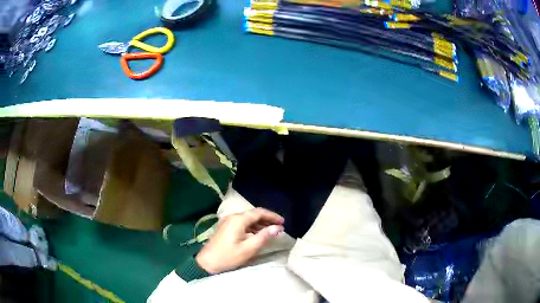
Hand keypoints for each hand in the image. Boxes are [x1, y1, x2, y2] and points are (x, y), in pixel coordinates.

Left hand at [196, 208, 284, 273]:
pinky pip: (242, 224)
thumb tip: (278, 228)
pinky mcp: (225, 228)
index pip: (259, 212)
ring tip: (271, 232)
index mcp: (238, 220)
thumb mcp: (248, 248)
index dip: (272, 216)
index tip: (283, 222)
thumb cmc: (228, 257)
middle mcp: (232, 217)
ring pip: (247, 219)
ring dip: (260, 224)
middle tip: (279, 227)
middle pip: (253, 214)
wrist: (206, 263)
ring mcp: (227, 222)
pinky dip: (252, 228)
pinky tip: (257, 235)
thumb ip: (264, 237)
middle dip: (267, 220)